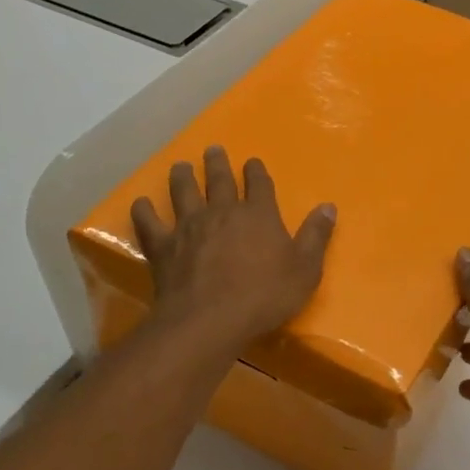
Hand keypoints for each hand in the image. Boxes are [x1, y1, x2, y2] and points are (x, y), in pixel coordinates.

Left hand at [132, 147, 336, 351]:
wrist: (210, 320)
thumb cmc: (264, 296)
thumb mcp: (305, 270)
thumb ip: (316, 237)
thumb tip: (329, 207)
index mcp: (258, 215)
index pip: (259, 184)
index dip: (256, 171)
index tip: (252, 162)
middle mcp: (222, 212)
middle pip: (219, 180)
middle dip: (218, 164)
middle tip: (212, 150)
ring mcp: (189, 227)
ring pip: (184, 193)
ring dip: (182, 177)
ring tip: (180, 166)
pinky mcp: (163, 247)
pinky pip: (150, 224)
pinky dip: (144, 212)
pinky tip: (140, 203)